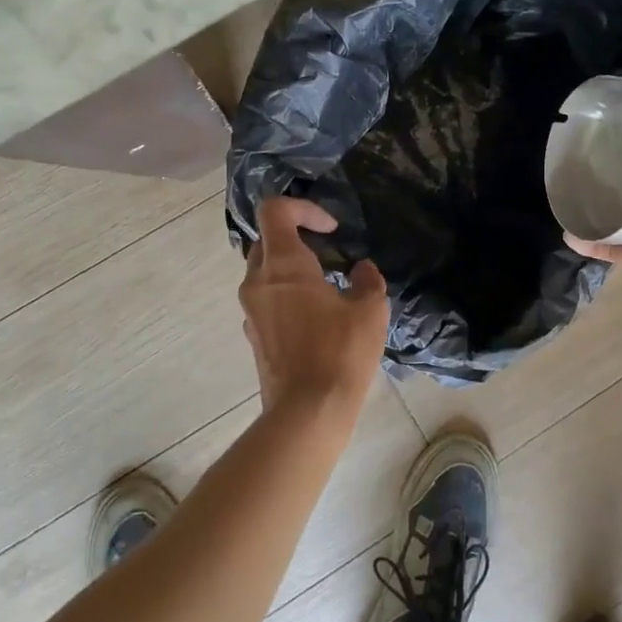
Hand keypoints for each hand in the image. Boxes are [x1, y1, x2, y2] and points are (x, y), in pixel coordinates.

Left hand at [239, 197, 389, 418]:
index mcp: (283, 264)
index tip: (331, 230)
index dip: (304, 208)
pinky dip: (286, 297)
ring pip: (265, 273)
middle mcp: (258, 281)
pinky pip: (266, 301)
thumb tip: (361, 270)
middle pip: (267, 241)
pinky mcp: (253, 336)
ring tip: (326, 290)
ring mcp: (251, 311)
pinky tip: (316, 321)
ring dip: (292, 271)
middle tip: (329, 257)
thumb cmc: (340, 352)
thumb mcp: (370, 310)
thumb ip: (367, 280)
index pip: (275, 211)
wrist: (307, 412)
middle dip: (297, 239)